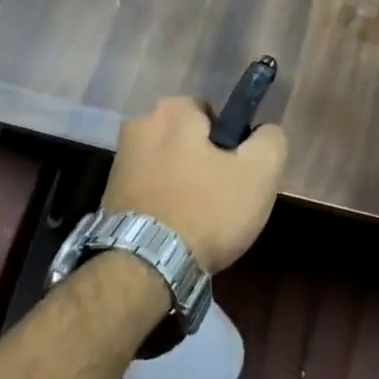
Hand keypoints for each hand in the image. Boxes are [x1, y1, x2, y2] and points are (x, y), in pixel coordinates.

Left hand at [103, 97, 287, 272]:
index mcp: (172, 110)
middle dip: (204, 163)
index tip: (236, 175)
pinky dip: (162, 204)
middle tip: (220, 199)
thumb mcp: (259, 173)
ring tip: (197, 222)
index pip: (213, 114)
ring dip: (182, 184)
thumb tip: (265, 132)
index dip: (230, 144)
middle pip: (188, 139)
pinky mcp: (108, 194)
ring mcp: (120, 161)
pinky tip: (173, 232)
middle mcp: (140, 125)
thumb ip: (270, 140)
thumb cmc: (205, 211)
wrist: (143, 269)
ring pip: (168, 165)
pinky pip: (149, 190)